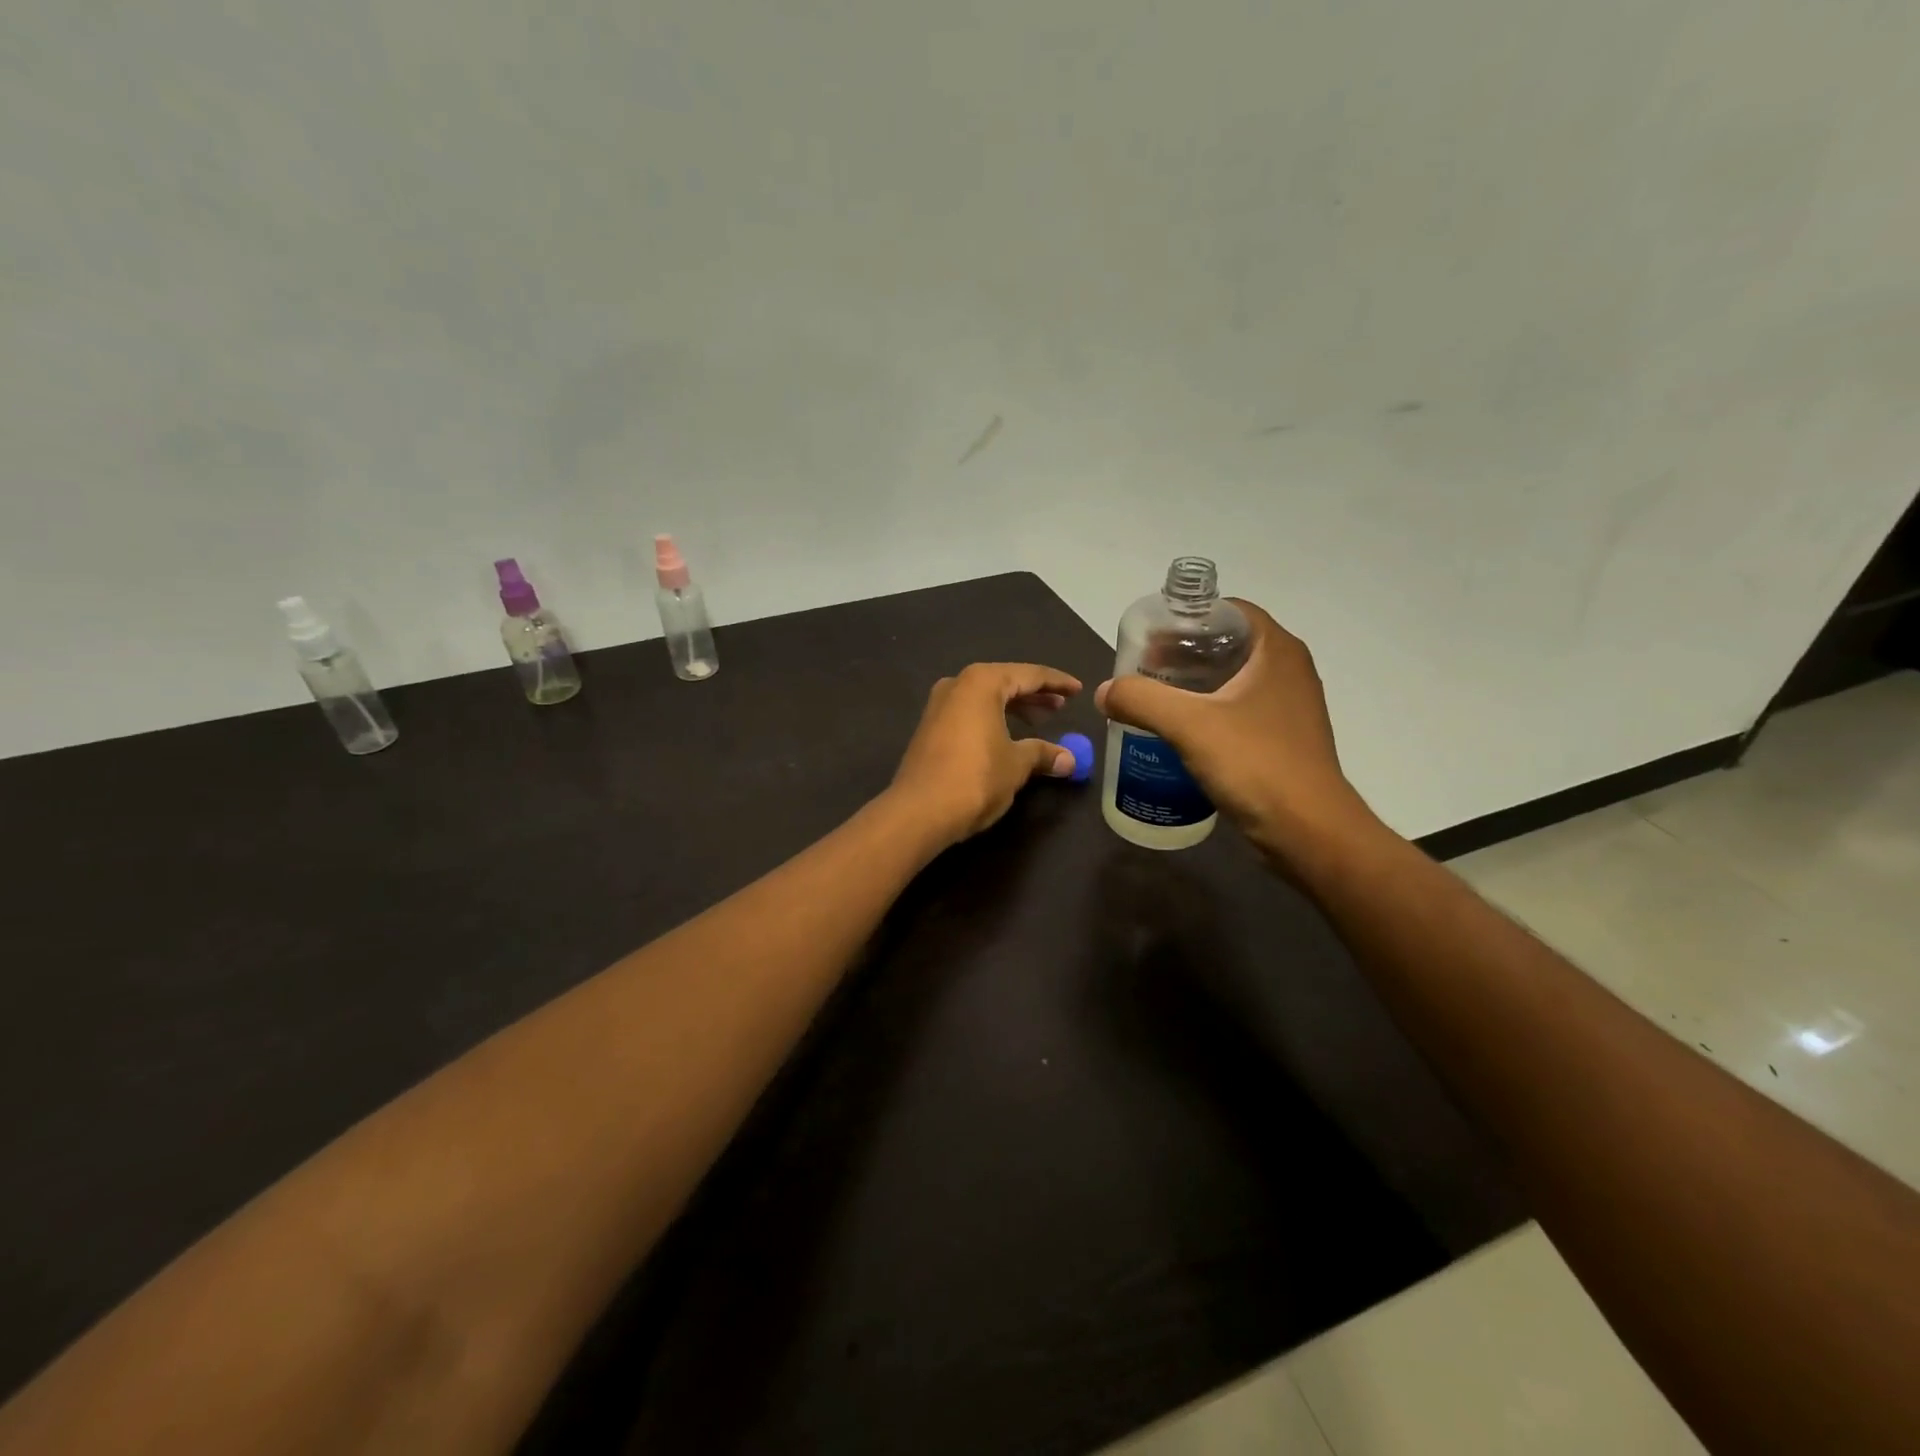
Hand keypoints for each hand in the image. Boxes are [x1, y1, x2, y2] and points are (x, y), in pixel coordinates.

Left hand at [889, 663, 1082, 845]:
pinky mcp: (930, 729)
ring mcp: (939, 706)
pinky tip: (1007, 737)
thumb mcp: (1016, 765)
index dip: (1056, 683)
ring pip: (985, 698)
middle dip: (1034, 695)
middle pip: (1004, 682)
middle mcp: (957, 686)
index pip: (1029, 675)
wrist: (919, 811)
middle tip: (1061, 707)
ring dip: (1013, 708)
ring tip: (1039, 722)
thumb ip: (1043, 754)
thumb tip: (1069, 760)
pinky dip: (992, 719)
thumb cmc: (975, 778)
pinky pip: (970, 714)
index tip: (1078, 689)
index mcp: (981, 683)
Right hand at [1095, 602, 1376, 867]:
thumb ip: (1141, 699)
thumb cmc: (1256, 765)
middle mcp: (1289, 671)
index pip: (1229, 611)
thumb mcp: (1189, 725)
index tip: (1152, 639)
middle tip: (1144, 670)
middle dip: (1184, 654)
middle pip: (1227, 645)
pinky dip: (1209, 713)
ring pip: (1233, 681)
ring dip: (1194, 686)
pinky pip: (1239, 712)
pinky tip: (1180, 734)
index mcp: (1277, 651)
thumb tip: (1105, 691)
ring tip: (1154, 700)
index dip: (1188, 619)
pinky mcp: (1284, 740)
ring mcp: (1290, 707)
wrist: (1309, 832)